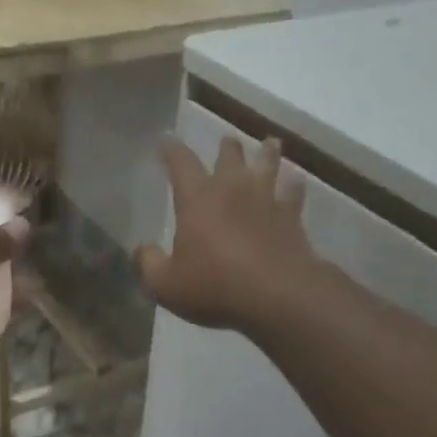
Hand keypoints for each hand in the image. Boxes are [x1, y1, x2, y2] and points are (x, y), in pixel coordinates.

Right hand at [136, 135, 314, 331]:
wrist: (276, 295)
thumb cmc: (214, 287)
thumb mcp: (165, 284)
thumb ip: (149, 264)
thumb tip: (141, 250)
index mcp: (197, 198)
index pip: (181, 162)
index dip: (171, 149)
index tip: (166, 140)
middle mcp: (233, 188)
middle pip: (229, 155)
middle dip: (225, 147)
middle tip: (226, 142)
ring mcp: (266, 199)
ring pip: (268, 163)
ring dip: (267, 152)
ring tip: (269, 144)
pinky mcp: (292, 216)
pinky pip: (294, 191)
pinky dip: (294, 183)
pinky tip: (296, 181)